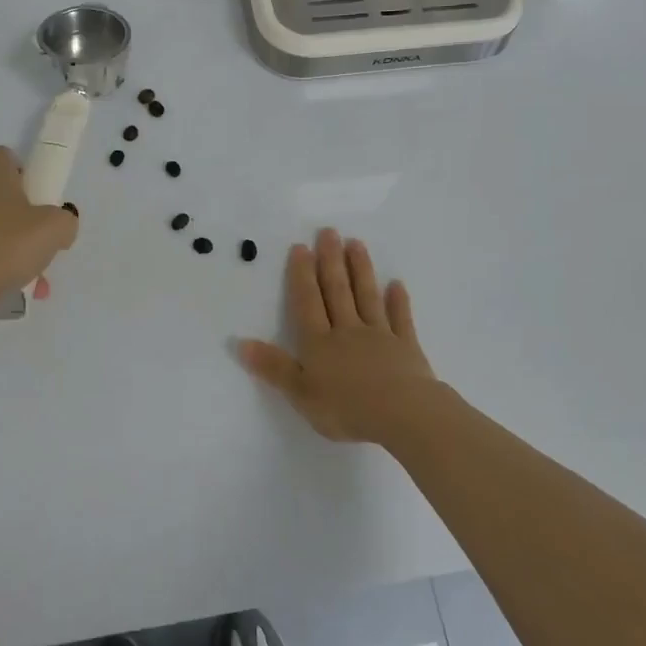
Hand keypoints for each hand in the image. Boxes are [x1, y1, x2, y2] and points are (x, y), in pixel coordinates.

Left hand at [0, 147, 77, 316]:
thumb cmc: (11, 245)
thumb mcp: (56, 228)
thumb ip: (65, 220)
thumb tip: (60, 225)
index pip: (1, 155)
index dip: (19, 165)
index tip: (34, 187)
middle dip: (21, 215)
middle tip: (40, 238)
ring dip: (14, 248)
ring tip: (34, 277)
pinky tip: (17, 289)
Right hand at [237, 228, 446, 445]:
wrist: (403, 414)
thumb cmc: (347, 408)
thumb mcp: (301, 394)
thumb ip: (273, 367)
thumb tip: (240, 343)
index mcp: (319, 343)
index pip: (307, 302)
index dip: (302, 275)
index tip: (301, 247)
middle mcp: (347, 331)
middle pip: (337, 291)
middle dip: (331, 261)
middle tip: (329, 232)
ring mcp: (379, 336)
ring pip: (367, 297)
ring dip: (361, 270)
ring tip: (356, 244)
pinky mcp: (406, 347)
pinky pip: (401, 319)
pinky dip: (398, 301)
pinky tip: (397, 284)